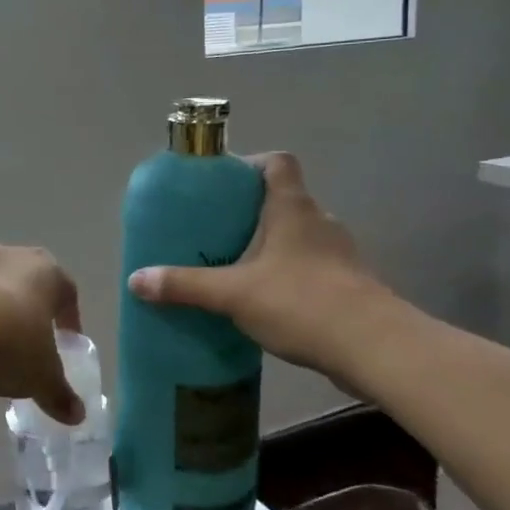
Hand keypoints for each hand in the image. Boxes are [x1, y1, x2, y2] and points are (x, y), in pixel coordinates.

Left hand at [0, 243, 84, 423]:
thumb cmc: (10, 343)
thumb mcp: (41, 377)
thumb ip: (60, 394)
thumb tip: (77, 415)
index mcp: (48, 273)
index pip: (67, 293)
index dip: (69, 320)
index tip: (65, 343)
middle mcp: (13, 256)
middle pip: (28, 281)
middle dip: (30, 308)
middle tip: (29, 340)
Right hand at [128, 153, 389, 377]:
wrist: (374, 347)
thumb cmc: (301, 302)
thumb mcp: (233, 293)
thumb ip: (185, 285)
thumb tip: (136, 280)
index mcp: (292, 208)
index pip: (277, 162)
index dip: (250, 164)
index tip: (222, 185)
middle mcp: (319, 221)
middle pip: (282, 200)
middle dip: (248, 212)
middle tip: (215, 231)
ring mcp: (338, 254)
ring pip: (297, 236)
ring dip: (269, 246)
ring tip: (234, 268)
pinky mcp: (347, 284)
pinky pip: (309, 267)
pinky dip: (287, 275)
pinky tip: (265, 301)